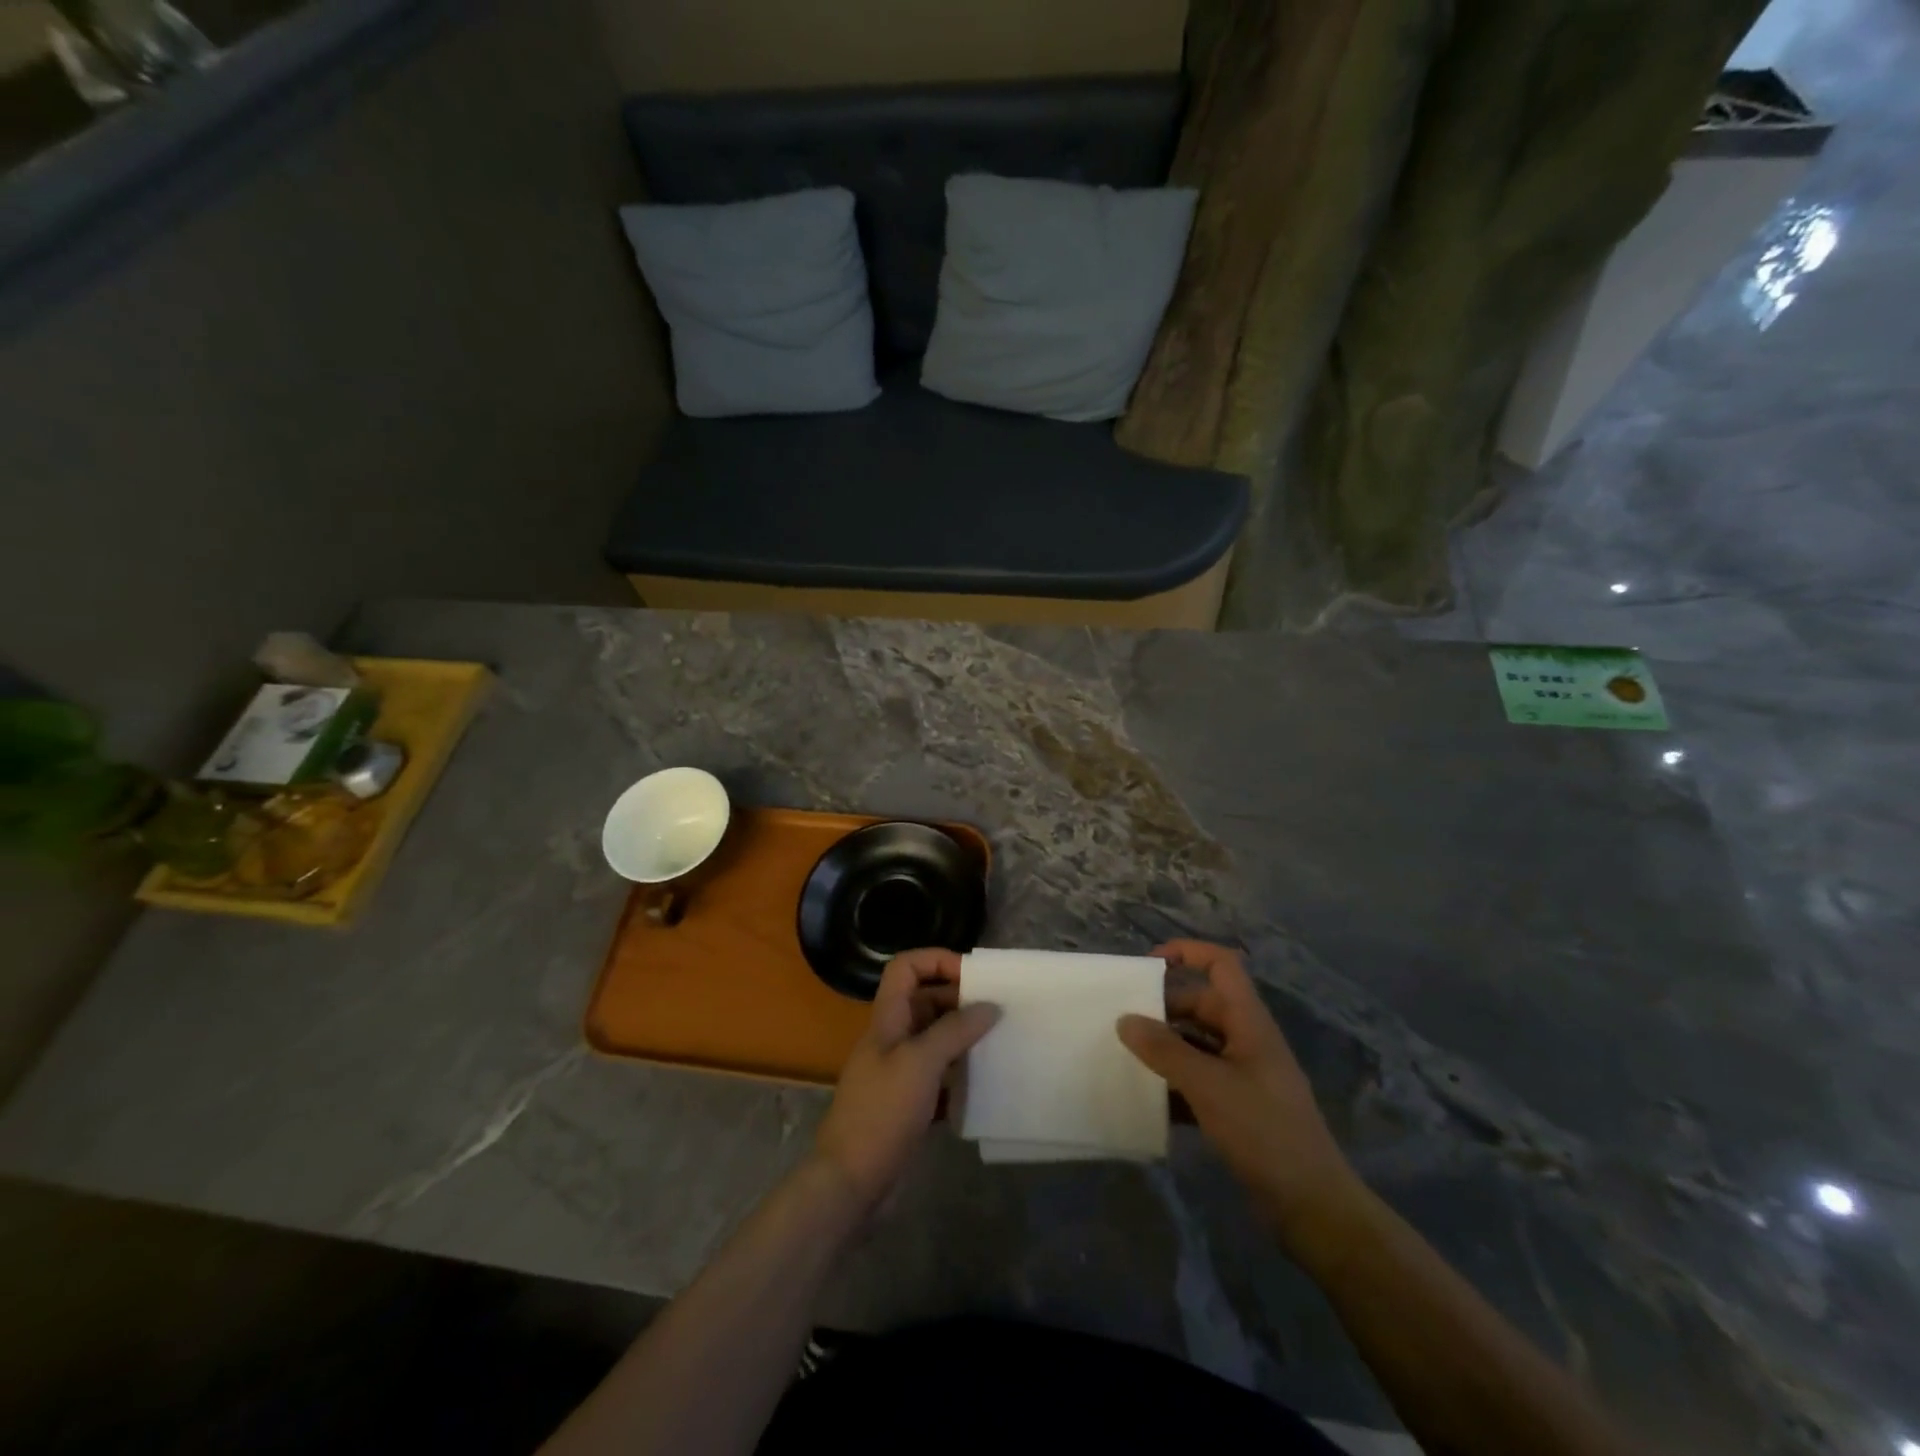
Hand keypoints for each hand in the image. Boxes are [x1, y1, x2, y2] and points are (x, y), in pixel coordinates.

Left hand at [813, 948, 999, 1212]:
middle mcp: (893, 1039)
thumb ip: (955, 1030)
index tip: (973, 974)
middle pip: (925, 1001)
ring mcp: (899, 1073)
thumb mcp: (920, 1063)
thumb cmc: (881, 1112)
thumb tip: (990, 1006)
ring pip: (935, 1040)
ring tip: (998, 1043)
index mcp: (887, 1019)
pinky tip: (984, 1085)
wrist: (850, 1182)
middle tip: (998, 1010)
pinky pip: (939, 1077)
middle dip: (959, 1000)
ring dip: (964, 1038)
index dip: (935, 960)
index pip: (905, 968)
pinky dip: (959, 1076)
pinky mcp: (909, 1104)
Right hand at [1117, 940, 1363, 1252]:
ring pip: (1197, 1045)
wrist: (1313, 1207)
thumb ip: (1164, 1050)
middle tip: (1124, 1021)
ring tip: (1126, 1056)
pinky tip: (1147, 1099)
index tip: (1148, 964)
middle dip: (1164, 1009)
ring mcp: (1245, 1076)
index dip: (1188, 952)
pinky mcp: (1239, 1109)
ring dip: (1165, 1048)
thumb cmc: (1264, 1131)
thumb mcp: (1208, 1085)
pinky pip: (1199, 1081)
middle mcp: (1247, 1041)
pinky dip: (1174, 1084)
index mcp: (1249, 1023)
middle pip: (1202, 1005)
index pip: (1222, 966)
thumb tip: (1125, 1020)